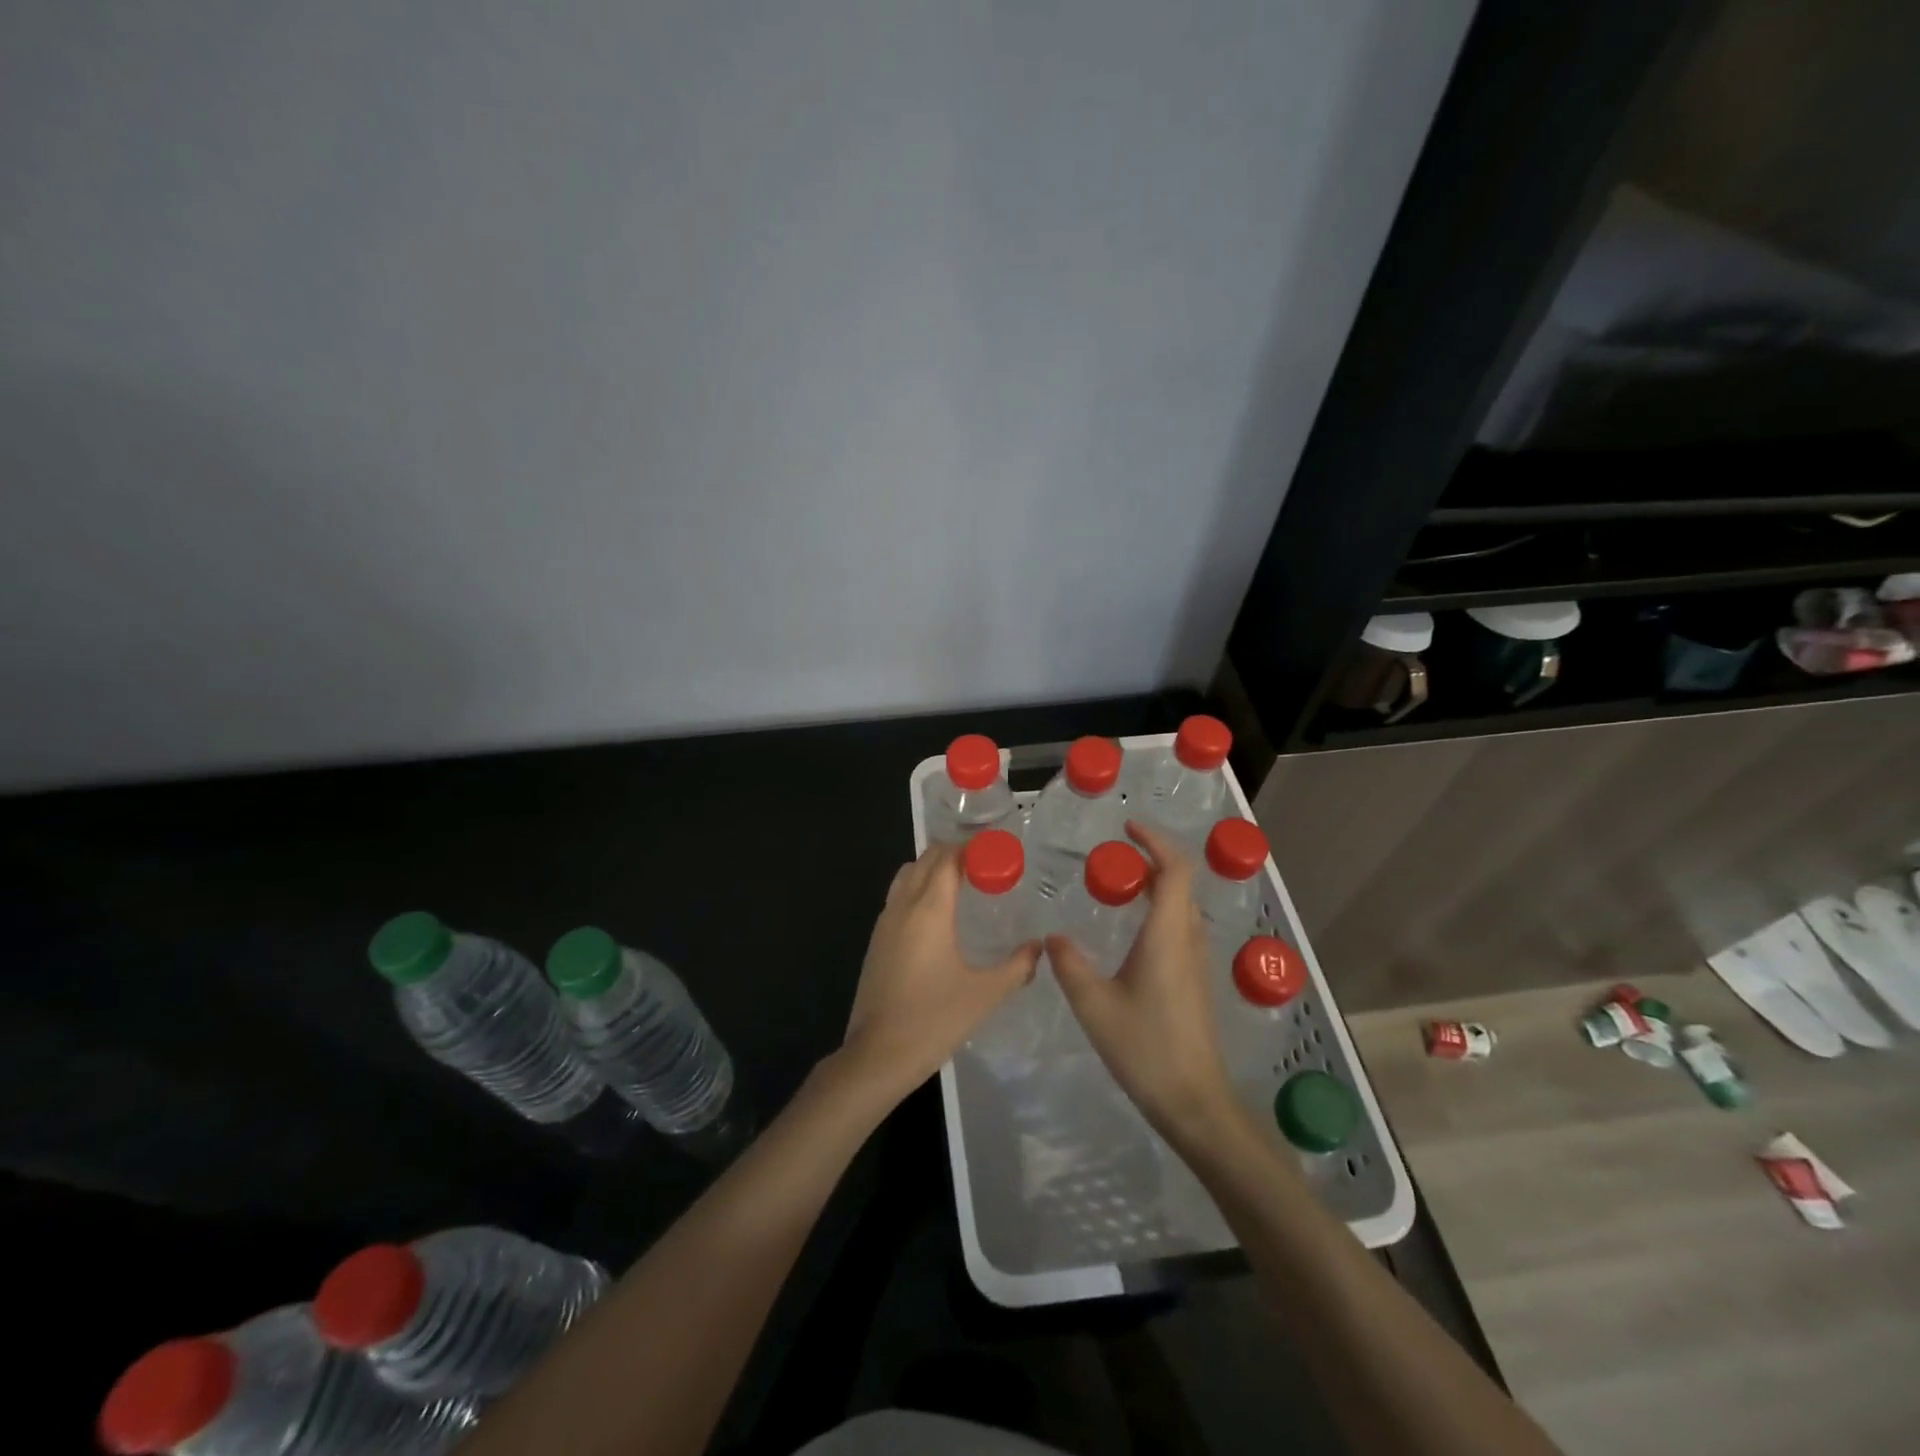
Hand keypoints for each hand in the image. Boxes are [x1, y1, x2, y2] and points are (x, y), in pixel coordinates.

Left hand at [840, 842, 1039, 1103]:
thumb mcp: (985, 994)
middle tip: (983, 866)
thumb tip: (1038, 948)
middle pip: (925, 861)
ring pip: (906, 876)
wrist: (878, 1055)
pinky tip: (937, 917)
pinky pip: (897, 898)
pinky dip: (917, 890)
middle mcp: (903, 906)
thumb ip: (1017, 966)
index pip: (947, 858)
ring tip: (961, 885)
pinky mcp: (876, 942)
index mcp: (929, 909)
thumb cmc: (934, 1019)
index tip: (996, 852)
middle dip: (952, 854)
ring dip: (931, 870)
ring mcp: (884, 923)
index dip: (970, 848)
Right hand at [1046, 821, 1237, 1141]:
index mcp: (1167, 934)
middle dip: (1151, 859)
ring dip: (1156, 885)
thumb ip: (1070, 964)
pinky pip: (1180, 927)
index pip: (1174, 869)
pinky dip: (1159, 911)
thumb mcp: (1094, 1005)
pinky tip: (1131, 932)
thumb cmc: (1145, 1047)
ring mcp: (1196, 961)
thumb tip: (1052, 936)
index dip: (1155, 840)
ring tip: (1119, 887)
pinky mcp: (1195, 980)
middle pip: (1180, 882)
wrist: (1195, 1101)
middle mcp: (1187, 939)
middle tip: (1114, 858)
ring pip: (1182, 906)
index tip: (1127, 827)